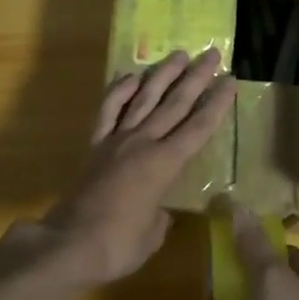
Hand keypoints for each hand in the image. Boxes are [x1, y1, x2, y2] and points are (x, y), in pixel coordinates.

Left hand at [35, 48, 236, 288]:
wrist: (68, 244)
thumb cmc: (117, 245)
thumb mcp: (152, 235)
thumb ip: (160, 216)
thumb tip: (158, 209)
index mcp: (164, 164)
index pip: (198, 127)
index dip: (216, 104)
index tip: (230, 81)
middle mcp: (143, 143)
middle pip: (175, 103)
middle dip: (196, 78)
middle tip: (211, 54)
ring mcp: (117, 140)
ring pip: (144, 98)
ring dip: (162, 74)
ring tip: (178, 54)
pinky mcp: (96, 144)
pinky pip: (109, 110)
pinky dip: (119, 91)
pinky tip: (130, 76)